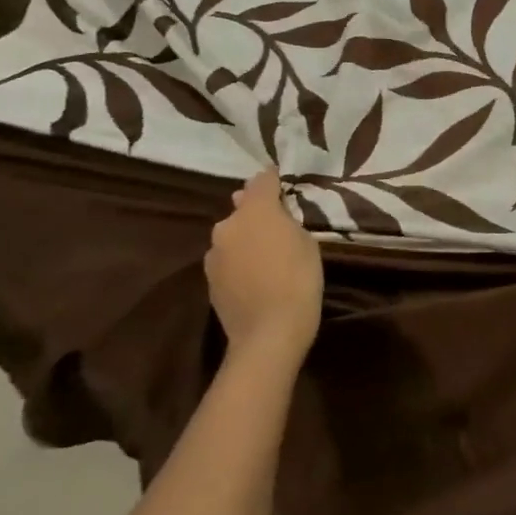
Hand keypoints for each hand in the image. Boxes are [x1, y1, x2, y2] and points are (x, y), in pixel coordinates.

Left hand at [205, 170, 322, 370]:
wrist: (268, 335)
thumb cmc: (298, 281)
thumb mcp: (306, 243)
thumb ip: (287, 221)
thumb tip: (273, 214)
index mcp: (256, 210)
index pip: (262, 180)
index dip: (273, 179)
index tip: (281, 181)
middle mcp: (228, 225)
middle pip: (243, 207)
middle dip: (257, 210)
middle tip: (277, 223)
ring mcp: (214, 253)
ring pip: (232, 234)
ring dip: (245, 236)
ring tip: (264, 253)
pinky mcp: (209, 278)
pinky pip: (226, 257)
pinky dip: (238, 259)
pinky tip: (253, 274)